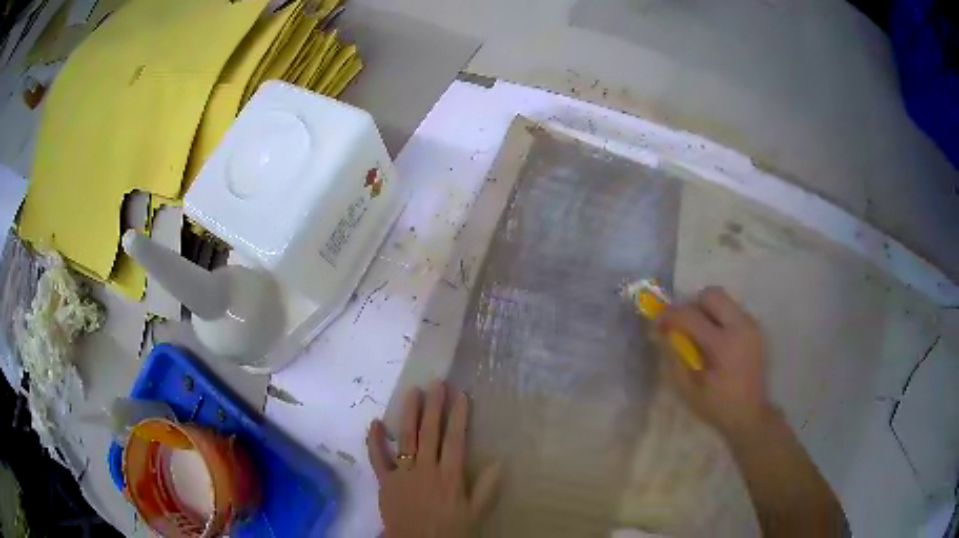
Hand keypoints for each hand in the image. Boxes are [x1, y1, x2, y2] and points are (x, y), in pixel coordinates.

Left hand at [366, 381, 499, 537]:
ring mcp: (403, 473)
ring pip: (406, 438)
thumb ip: (487, 488)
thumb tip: (499, 462)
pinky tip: (376, 422)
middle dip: (434, 406)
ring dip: (409, 414)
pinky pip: (378, 458)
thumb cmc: (450, 531)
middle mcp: (426, 469)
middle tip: (436, 382)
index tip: (461, 395)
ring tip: (412, 391)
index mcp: (450, 476)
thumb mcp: (476, 513)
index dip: (459, 416)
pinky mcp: (385, 481)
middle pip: (430, 432)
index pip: (456, 440)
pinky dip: (375, 440)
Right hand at [659, 287, 775, 437]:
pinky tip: (715, 341)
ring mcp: (751, 326)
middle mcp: (740, 327)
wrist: (751, 414)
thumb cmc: (717, 406)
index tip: (659, 323)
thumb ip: (675, 358)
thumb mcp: (689, 389)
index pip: (691, 315)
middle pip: (711, 295)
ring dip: (707, 311)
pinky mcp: (755, 329)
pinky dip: (719, 318)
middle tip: (684, 326)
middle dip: (693, 306)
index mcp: (722, 345)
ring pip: (724, 300)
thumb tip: (663, 334)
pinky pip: (732, 311)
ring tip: (700, 334)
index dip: (670, 315)